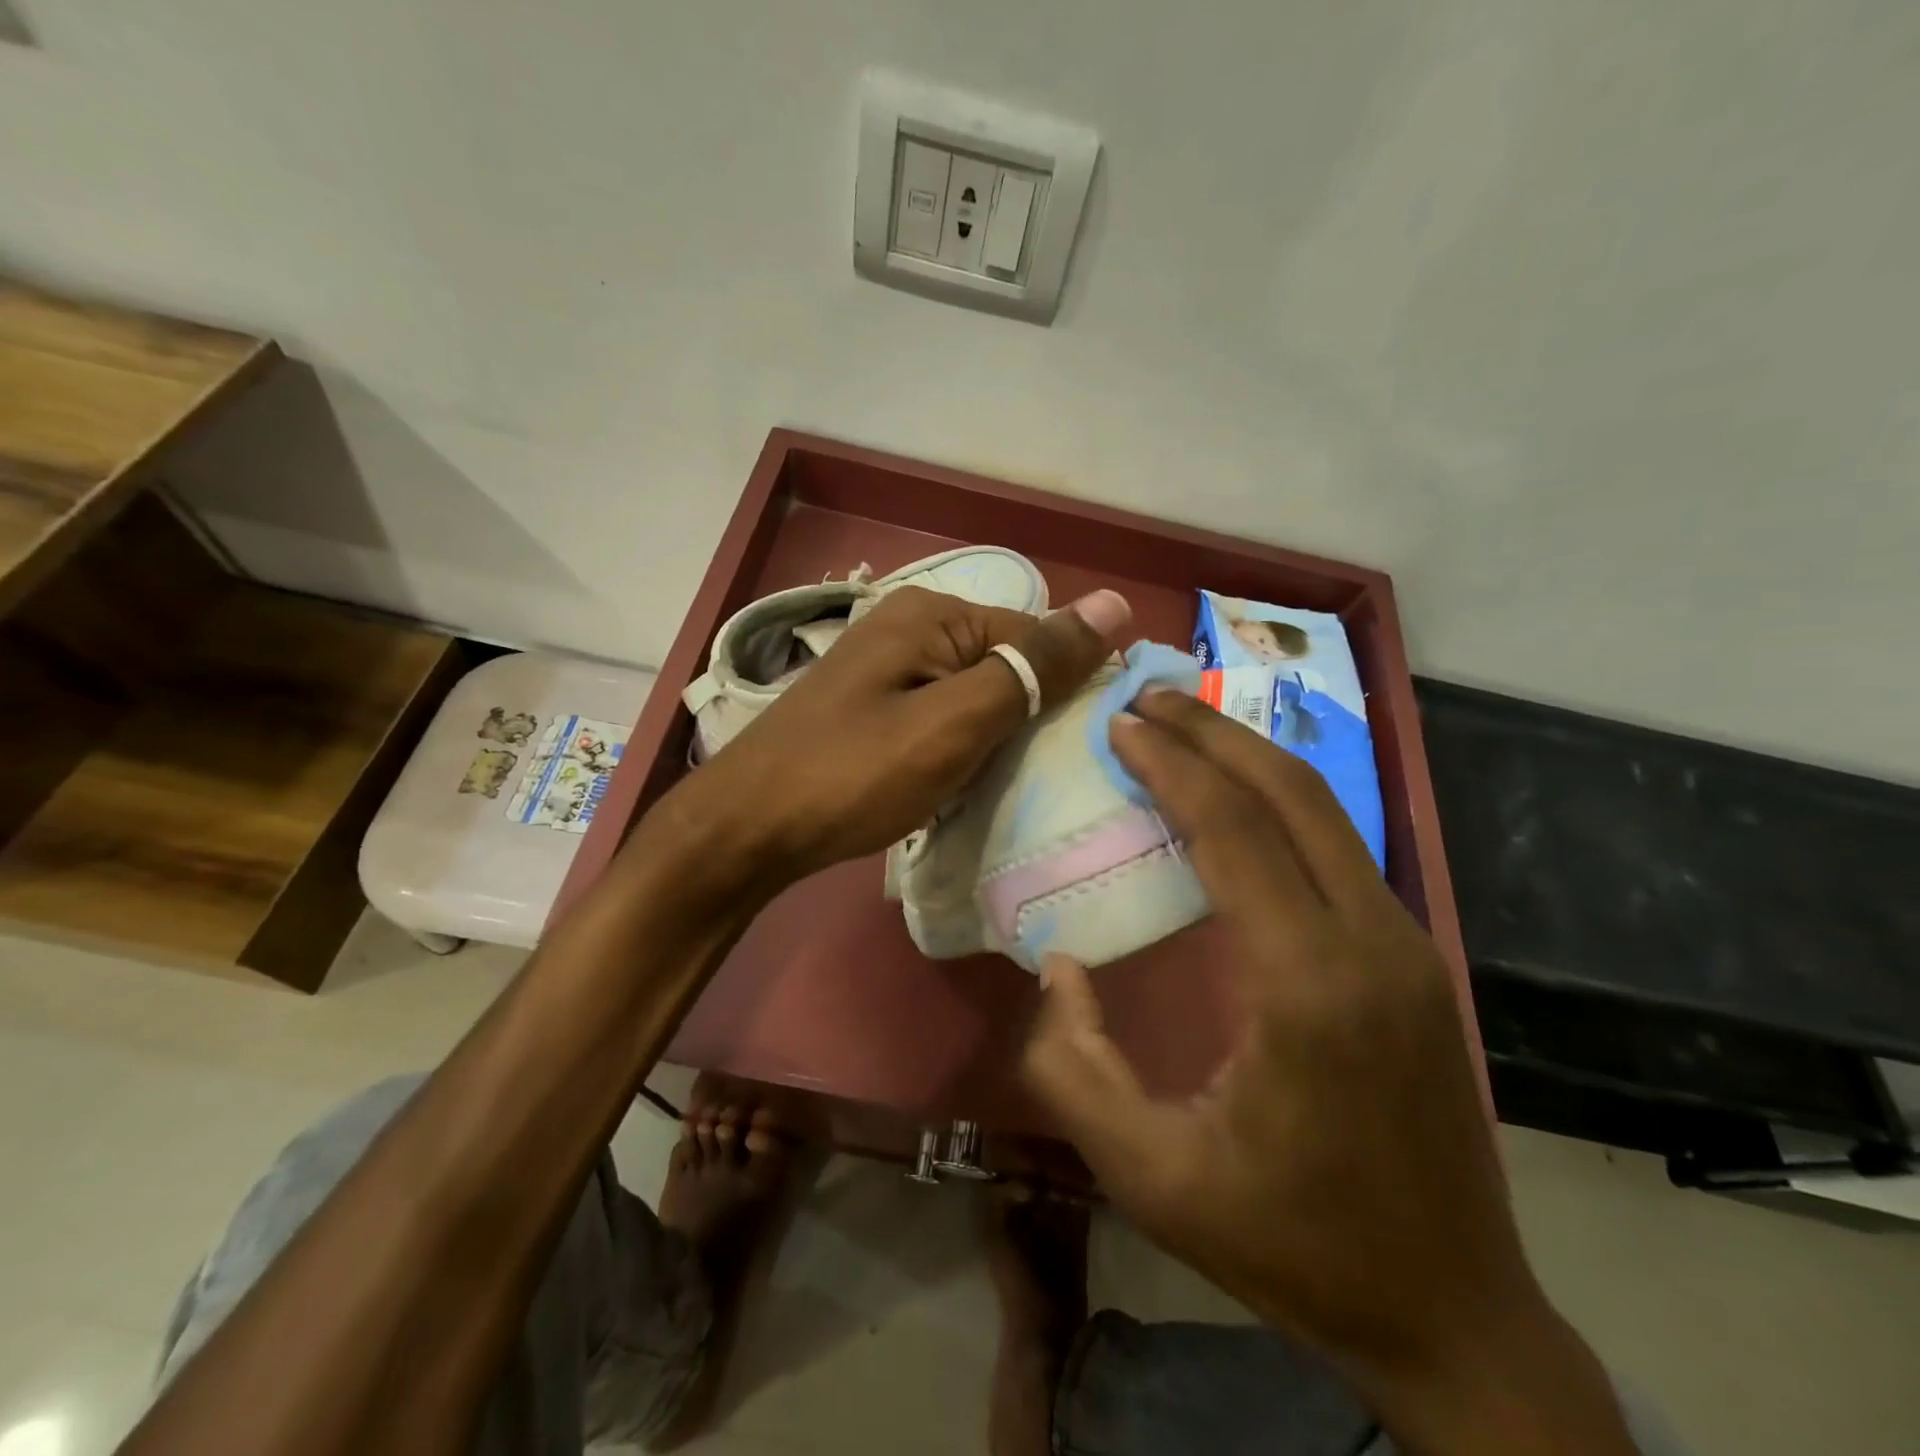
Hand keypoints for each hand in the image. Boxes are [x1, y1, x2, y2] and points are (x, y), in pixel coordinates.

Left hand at [685, 584, 1129, 886]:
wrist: (748, 828)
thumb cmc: (854, 774)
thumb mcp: (956, 721)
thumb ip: (1034, 666)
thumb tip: (1115, 602)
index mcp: (934, 615)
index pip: (1036, 638)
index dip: (1065, 692)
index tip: (1079, 753)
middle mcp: (910, 628)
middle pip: (1004, 666)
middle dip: (1025, 721)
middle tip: (1035, 778)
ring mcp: (887, 669)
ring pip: (974, 698)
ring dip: (993, 741)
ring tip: (1000, 787)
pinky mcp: (873, 708)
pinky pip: (940, 718)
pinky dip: (959, 750)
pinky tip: (960, 785)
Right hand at [1022, 689, 1638, 1453]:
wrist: (1451, 1313)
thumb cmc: (1292, 1244)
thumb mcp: (1151, 1176)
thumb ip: (1075, 1067)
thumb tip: (1059, 964)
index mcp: (1309, 985)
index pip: (1235, 833)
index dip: (1173, 767)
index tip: (1121, 724)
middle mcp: (1372, 942)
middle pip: (1291, 795)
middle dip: (1213, 734)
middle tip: (1147, 699)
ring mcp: (1406, 945)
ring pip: (1325, 812)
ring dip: (1249, 758)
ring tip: (1184, 728)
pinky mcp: (1413, 957)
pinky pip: (1339, 848)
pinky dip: (1279, 803)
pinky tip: (1237, 798)